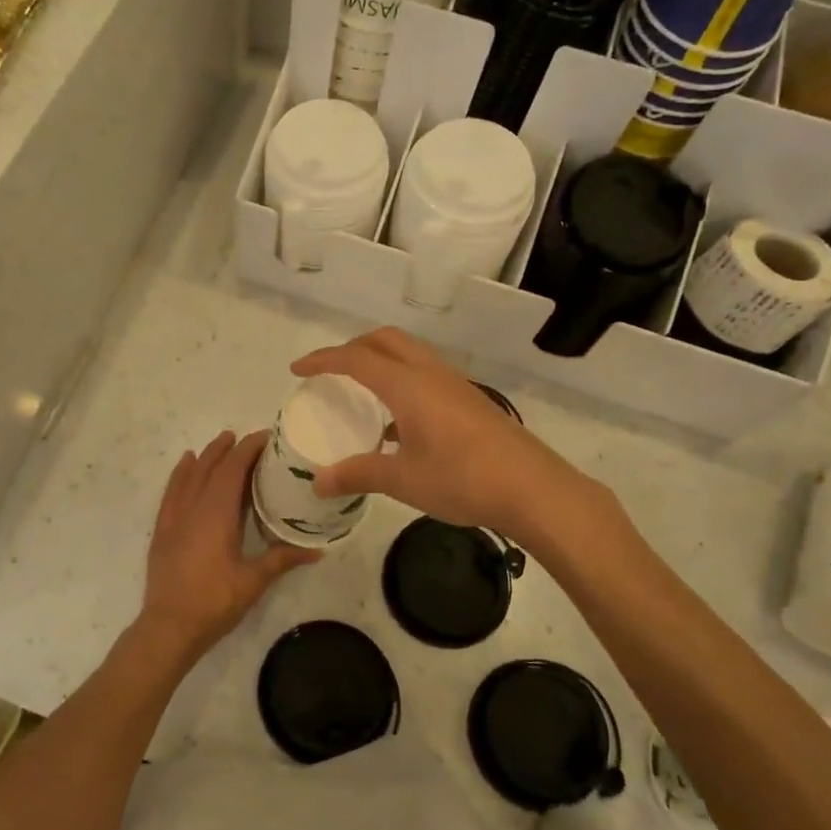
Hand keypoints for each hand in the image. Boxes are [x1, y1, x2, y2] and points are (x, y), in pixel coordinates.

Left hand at [138, 430, 318, 658]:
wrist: (168, 627)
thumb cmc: (214, 602)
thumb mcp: (253, 581)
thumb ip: (282, 559)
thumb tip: (318, 549)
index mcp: (217, 513)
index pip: (233, 469)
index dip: (248, 449)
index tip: (266, 437)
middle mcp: (193, 507)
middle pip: (211, 467)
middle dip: (228, 448)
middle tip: (247, 438)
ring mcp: (174, 518)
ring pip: (189, 475)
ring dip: (206, 456)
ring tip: (220, 442)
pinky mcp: (162, 530)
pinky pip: (171, 491)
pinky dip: (180, 474)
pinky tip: (185, 466)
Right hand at [291, 328, 588, 537]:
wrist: (532, 489)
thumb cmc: (462, 479)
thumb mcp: (403, 480)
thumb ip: (358, 474)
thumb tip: (319, 482)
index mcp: (408, 385)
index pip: (356, 358)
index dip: (323, 360)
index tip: (297, 368)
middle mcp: (431, 373)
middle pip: (385, 340)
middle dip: (353, 347)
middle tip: (330, 371)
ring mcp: (455, 385)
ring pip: (409, 353)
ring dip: (380, 360)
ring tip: (361, 391)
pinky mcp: (470, 400)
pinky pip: (425, 374)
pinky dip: (401, 380)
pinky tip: (398, 422)